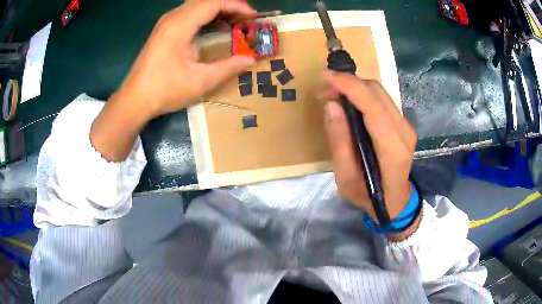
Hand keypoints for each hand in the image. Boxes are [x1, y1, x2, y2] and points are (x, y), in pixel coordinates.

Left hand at [91, 0, 255, 161]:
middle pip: (205, 1)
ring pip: (196, 5)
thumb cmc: (165, 90)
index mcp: (180, 25)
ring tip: (233, 22)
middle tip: (245, 20)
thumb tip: (251, 59)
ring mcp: (165, 23)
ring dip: (217, 10)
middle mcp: (172, 18)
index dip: (236, 6)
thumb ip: (228, 67)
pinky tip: (213, 28)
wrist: (134, 100)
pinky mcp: (163, 30)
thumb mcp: (200, 81)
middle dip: (229, 6)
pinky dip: (204, 16)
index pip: (213, 3)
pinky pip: (188, 13)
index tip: (252, 17)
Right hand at [320, 71, 417, 225]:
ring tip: (334, 96)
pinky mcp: (403, 123)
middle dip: (349, 84)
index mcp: (392, 150)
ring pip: (380, 92)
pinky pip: (382, 100)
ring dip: (355, 87)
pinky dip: (363, 95)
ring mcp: (406, 126)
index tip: (326, 77)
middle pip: (377, 92)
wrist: (395, 202)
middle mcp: (404, 132)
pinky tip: (349, 103)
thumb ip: (339, 141)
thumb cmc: (368, 197)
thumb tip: (331, 105)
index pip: (373, 107)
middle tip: (325, 91)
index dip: (350, 86)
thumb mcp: (345, 178)